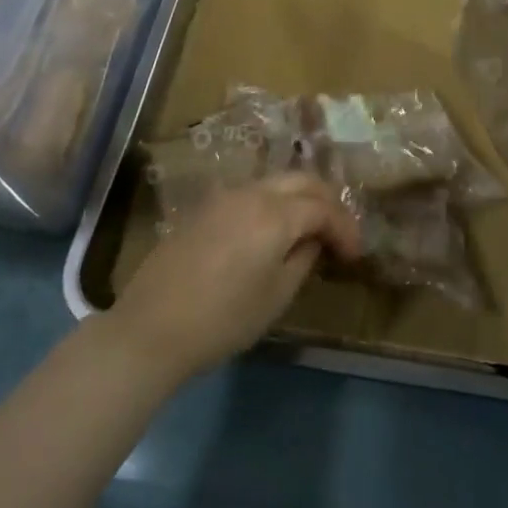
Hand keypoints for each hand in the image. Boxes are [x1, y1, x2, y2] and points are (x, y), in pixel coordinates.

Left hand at [111, 174, 362, 381]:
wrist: (151, 327)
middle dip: (327, 202)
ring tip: (310, 229)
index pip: (322, 207)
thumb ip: (303, 259)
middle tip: (339, 232)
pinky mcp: (204, 208)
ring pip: (275, 183)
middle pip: (301, 180)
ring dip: (299, 199)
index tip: (356, 254)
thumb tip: (314, 240)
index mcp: (275, 214)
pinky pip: (251, 194)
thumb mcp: (276, 296)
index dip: (345, 228)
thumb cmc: (222, 318)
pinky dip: (273, 204)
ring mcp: (224, 197)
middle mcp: (251, 193)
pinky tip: (274, 230)